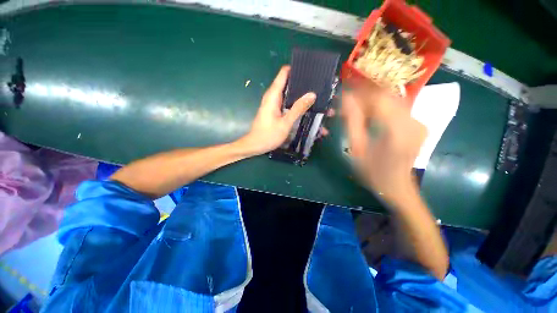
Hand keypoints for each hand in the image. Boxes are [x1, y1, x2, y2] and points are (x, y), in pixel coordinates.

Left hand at [239, 66, 316, 155]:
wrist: (255, 146)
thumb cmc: (268, 135)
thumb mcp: (285, 123)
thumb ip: (298, 108)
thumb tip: (312, 94)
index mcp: (273, 95)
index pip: (284, 73)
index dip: (297, 70)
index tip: (312, 71)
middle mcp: (274, 97)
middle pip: (290, 84)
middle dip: (305, 86)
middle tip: (321, 89)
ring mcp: (276, 105)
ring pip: (292, 96)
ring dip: (304, 99)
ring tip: (321, 103)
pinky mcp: (277, 112)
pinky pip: (289, 106)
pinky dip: (299, 108)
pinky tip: (310, 115)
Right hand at [342, 85, 426, 204]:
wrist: (396, 187)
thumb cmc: (373, 172)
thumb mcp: (357, 149)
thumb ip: (352, 122)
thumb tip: (345, 99)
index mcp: (397, 130)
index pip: (378, 98)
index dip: (360, 91)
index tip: (344, 90)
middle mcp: (413, 121)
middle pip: (387, 96)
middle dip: (365, 94)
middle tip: (347, 100)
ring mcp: (418, 122)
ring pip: (392, 100)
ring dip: (372, 100)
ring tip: (355, 107)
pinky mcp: (418, 125)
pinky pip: (397, 108)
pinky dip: (381, 107)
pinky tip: (369, 114)